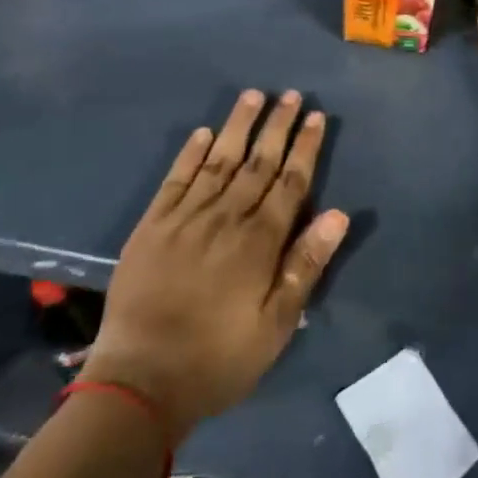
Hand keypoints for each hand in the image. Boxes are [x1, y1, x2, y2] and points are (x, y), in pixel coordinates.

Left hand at [84, 90, 347, 441]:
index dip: (305, 147)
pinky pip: (176, 179)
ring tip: (253, 95)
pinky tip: (203, 133)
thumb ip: (305, 266)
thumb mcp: (276, 325)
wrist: (139, 382)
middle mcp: (225, 218)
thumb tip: (337, 214)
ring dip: (238, 126)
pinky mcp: (152, 226)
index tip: (316, 117)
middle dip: (277, 126)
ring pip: (218, 161)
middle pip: (258, 162)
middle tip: (291, 95)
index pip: (290, 182)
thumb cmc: (218, 358)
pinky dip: (190, 154)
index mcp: (259, 242)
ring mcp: (185, 218)